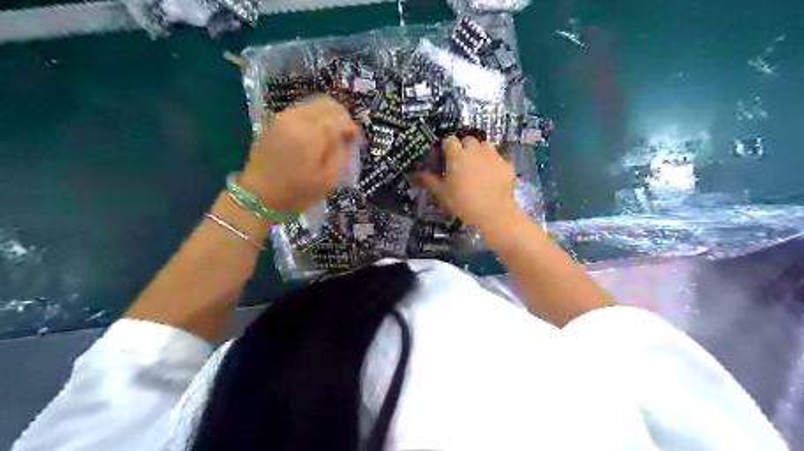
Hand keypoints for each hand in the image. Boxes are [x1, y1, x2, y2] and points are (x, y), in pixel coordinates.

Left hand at [237, 93, 359, 212]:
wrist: (259, 196)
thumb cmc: (297, 192)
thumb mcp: (327, 179)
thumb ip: (339, 154)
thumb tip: (344, 139)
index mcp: (312, 134)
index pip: (340, 120)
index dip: (352, 128)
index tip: (356, 140)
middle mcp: (298, 119)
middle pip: (327, 104)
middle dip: (341, 116)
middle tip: (346, 133)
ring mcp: (284, 118)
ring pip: (313, 104)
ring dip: (327, 115)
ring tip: (332, 133)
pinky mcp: (275, 122)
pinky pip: (301, 110)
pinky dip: (314, 117)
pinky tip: (316, 134)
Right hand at [417, 136, 525, 234]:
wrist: (494, 213)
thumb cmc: (463, 203)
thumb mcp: (442, 194)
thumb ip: (430, 181)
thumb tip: (417, 173)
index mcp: (457, 155)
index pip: (449, 140)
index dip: (447, 148)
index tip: (445, 158)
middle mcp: (475, 150)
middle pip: (468, 140)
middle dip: (464, 147)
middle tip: (462, 163)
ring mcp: (493, 155)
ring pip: (485, 145)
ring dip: (480, 151)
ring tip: (478, 166)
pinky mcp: (506, 164)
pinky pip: (499, 157)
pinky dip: (494, 163)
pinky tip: (492, 175)